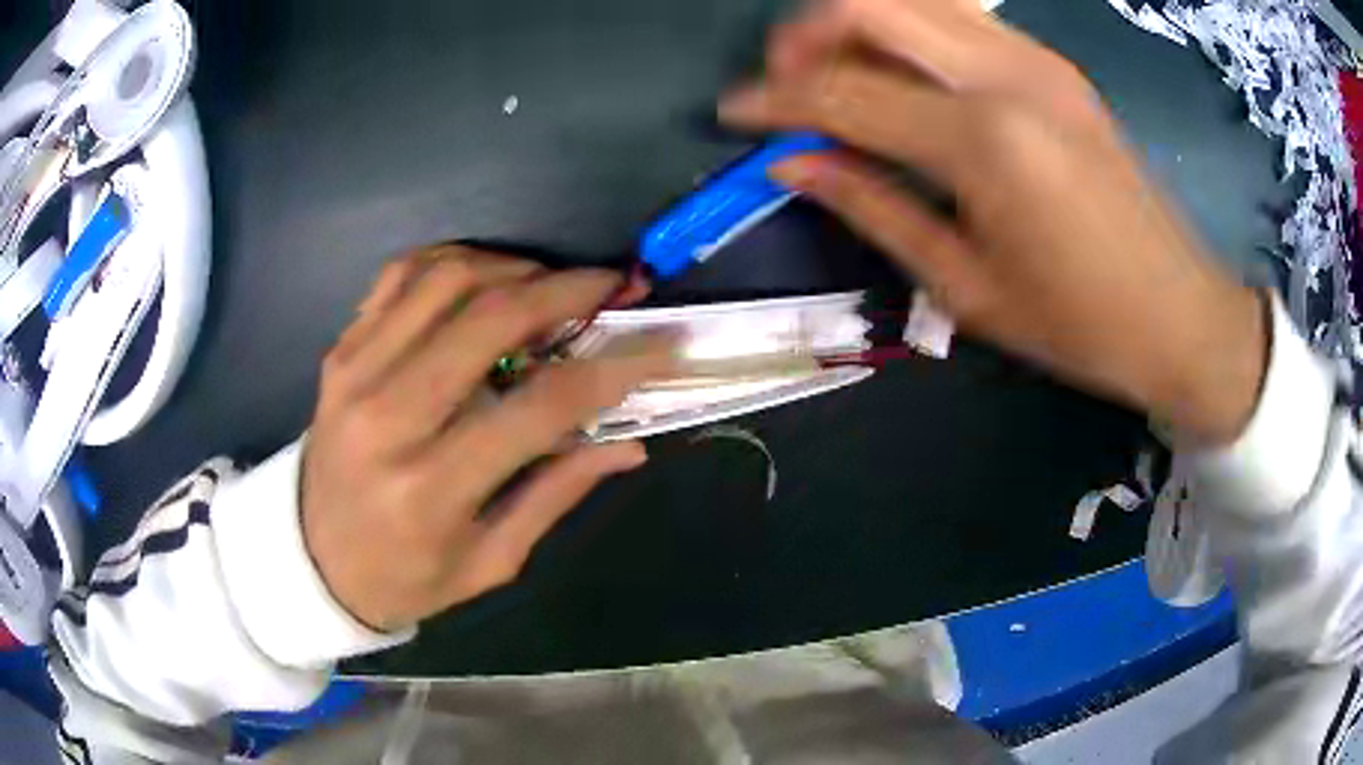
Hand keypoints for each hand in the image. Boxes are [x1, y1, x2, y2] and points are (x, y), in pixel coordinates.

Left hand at [302, 245, 673, 631]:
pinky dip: (452, 260)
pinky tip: (485, 274)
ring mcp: (356, 372)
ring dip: (512, 267)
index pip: (541, 407)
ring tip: (550, 282)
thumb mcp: (488, 562)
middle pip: (490, 318)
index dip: (614, 368)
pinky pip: (399, 276)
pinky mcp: (340, 351)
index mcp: (434, 488)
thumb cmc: (403, 576)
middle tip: (610, 287)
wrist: (310, 558)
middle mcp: (389, 417)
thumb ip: (554, 494)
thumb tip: (626, 446)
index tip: (662, 344)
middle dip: (566, 291)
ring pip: (445, 279)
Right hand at [721, 0, 1267, 445]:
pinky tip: (902, 73)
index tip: (735, 114)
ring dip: (857, 21)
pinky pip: (960, 18)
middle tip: (785, 82)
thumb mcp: (967, 286)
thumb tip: (793, 164)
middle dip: (806, 33)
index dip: (774, 100)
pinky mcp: (1055, 64)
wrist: (1180, 312)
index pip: (843, 91)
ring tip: (836, 73)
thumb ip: (873, 207)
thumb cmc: (1080, 323)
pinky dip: (910, 30)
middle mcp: (1006, 74)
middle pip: (871, 4)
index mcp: (983, 141)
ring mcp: (1036, 59)